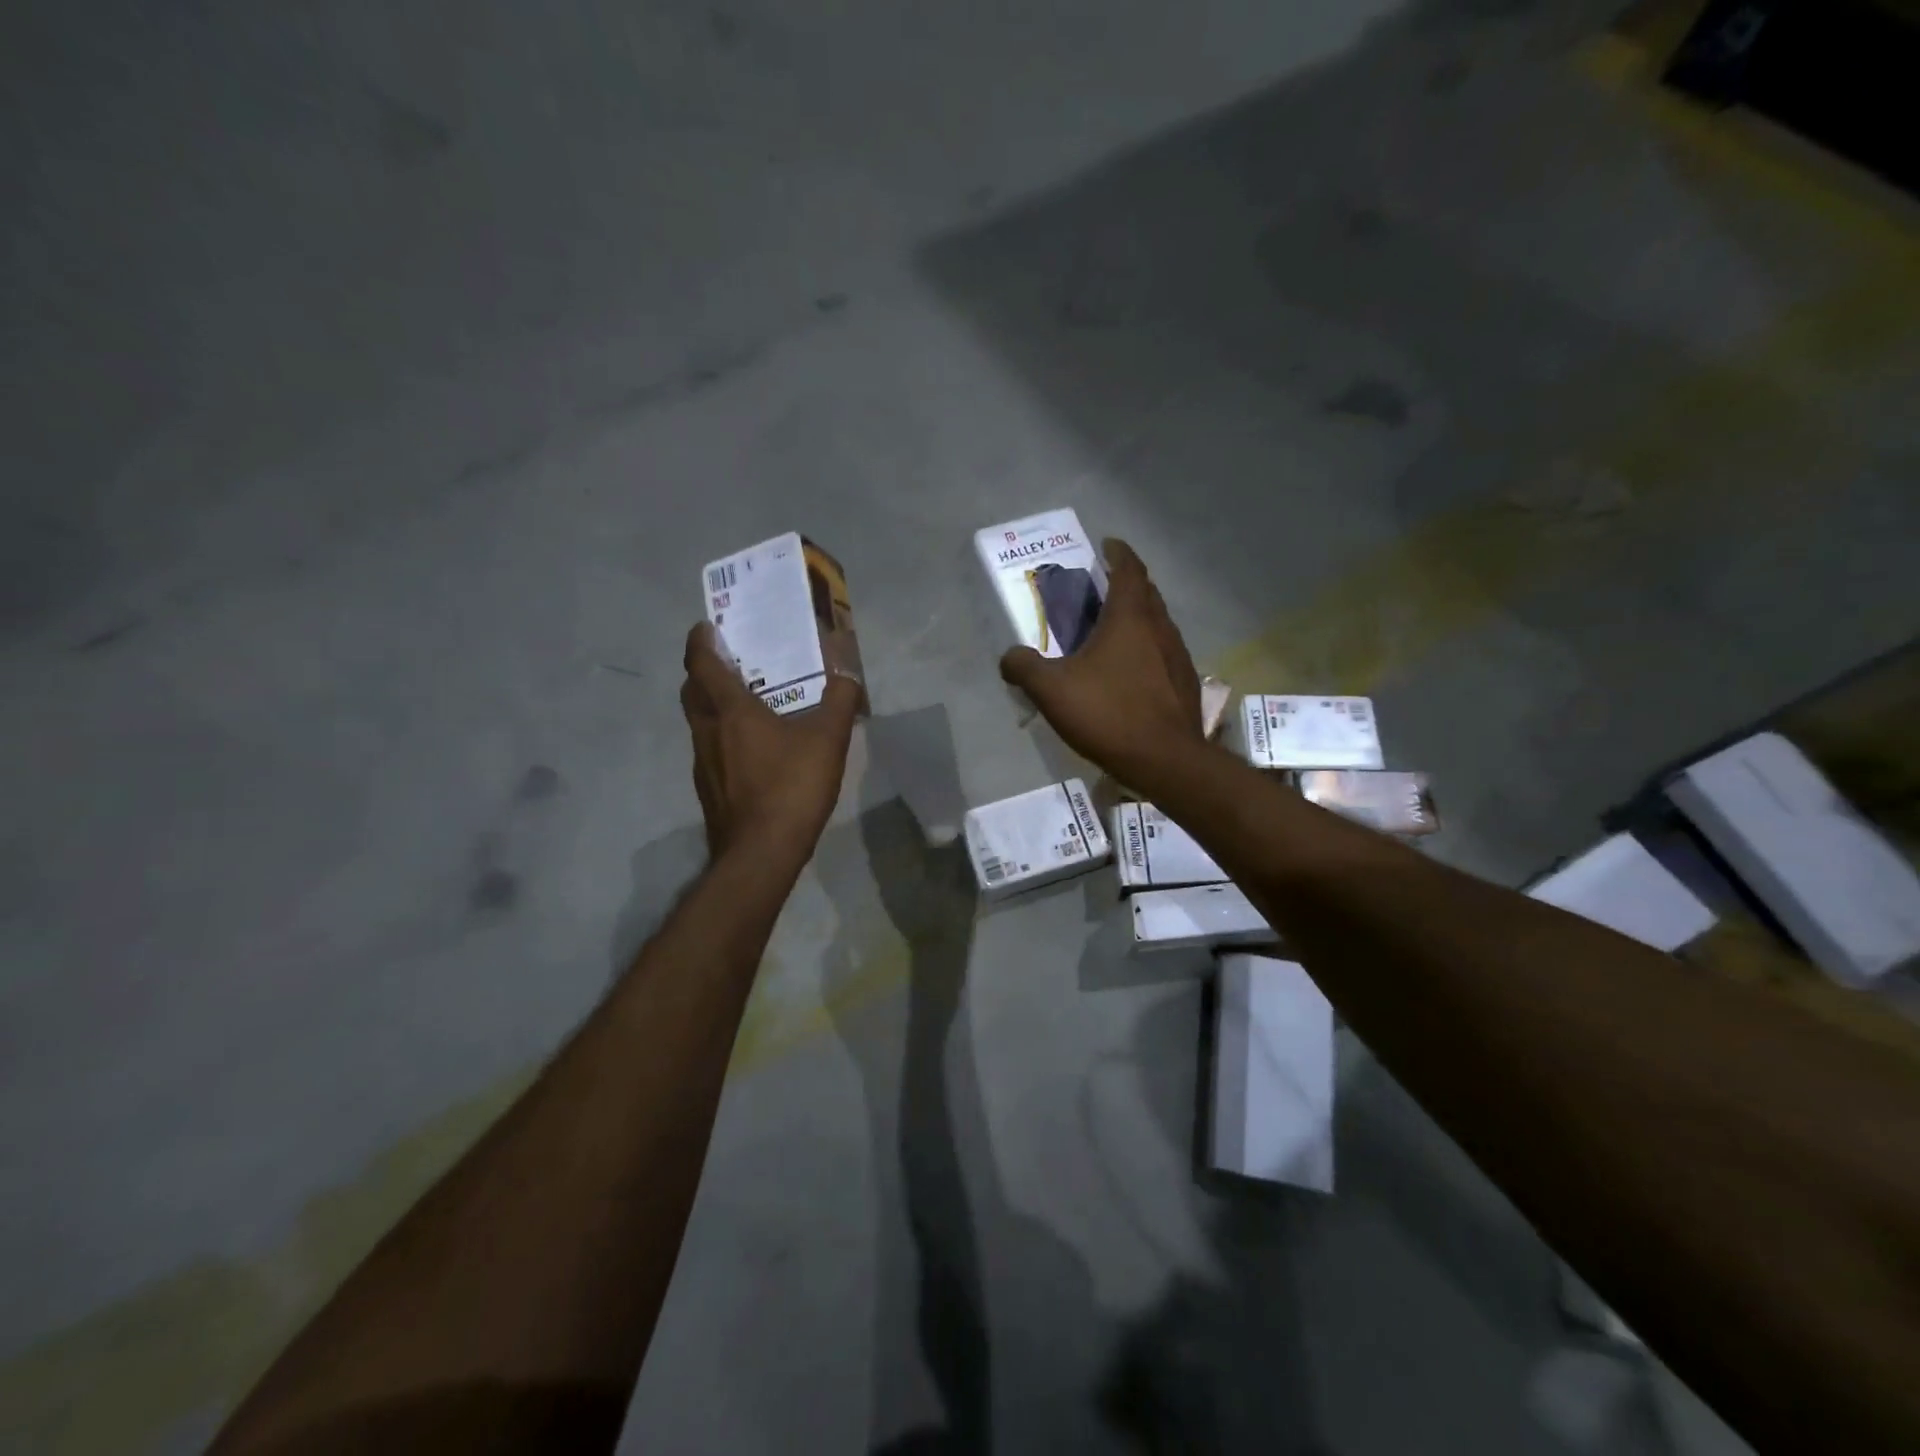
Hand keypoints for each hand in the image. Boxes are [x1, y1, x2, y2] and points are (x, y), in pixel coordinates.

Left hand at [681, 624, 859, 860]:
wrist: (761, 853)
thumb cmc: (791, 787)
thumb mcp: (828, 739)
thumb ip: (840, 700)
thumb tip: (847, 673)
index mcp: (730, 710)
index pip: (702, 662)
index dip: (701, 640)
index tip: (710, 626)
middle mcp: (707, 731)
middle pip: (692, 690)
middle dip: (704, 671)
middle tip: (731, 662)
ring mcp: (704, 762)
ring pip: (700, 722)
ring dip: (714, 706)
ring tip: (747, 705)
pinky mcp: (709, 789)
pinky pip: (711, 750)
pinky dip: (724, 738)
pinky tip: (754, 752)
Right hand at [999, 538, 1202, 784]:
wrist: (1165, 760)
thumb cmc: (1108, 714)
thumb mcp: (1052, 690)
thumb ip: (1024, 667)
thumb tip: (1009, 658)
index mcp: (1131, 618)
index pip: (1129, 569)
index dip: (1118, 552)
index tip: (1107, 544)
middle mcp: (1161, 628)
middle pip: (1146, 593)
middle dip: (1126, 584)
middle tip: (1101, 589)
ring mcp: (1178, 656)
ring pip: (1158, 624)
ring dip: (1137, 618)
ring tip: (1112, 631)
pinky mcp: (1185, 684)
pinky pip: (1163, 653)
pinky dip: (1146, 649)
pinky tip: (1129, 672)